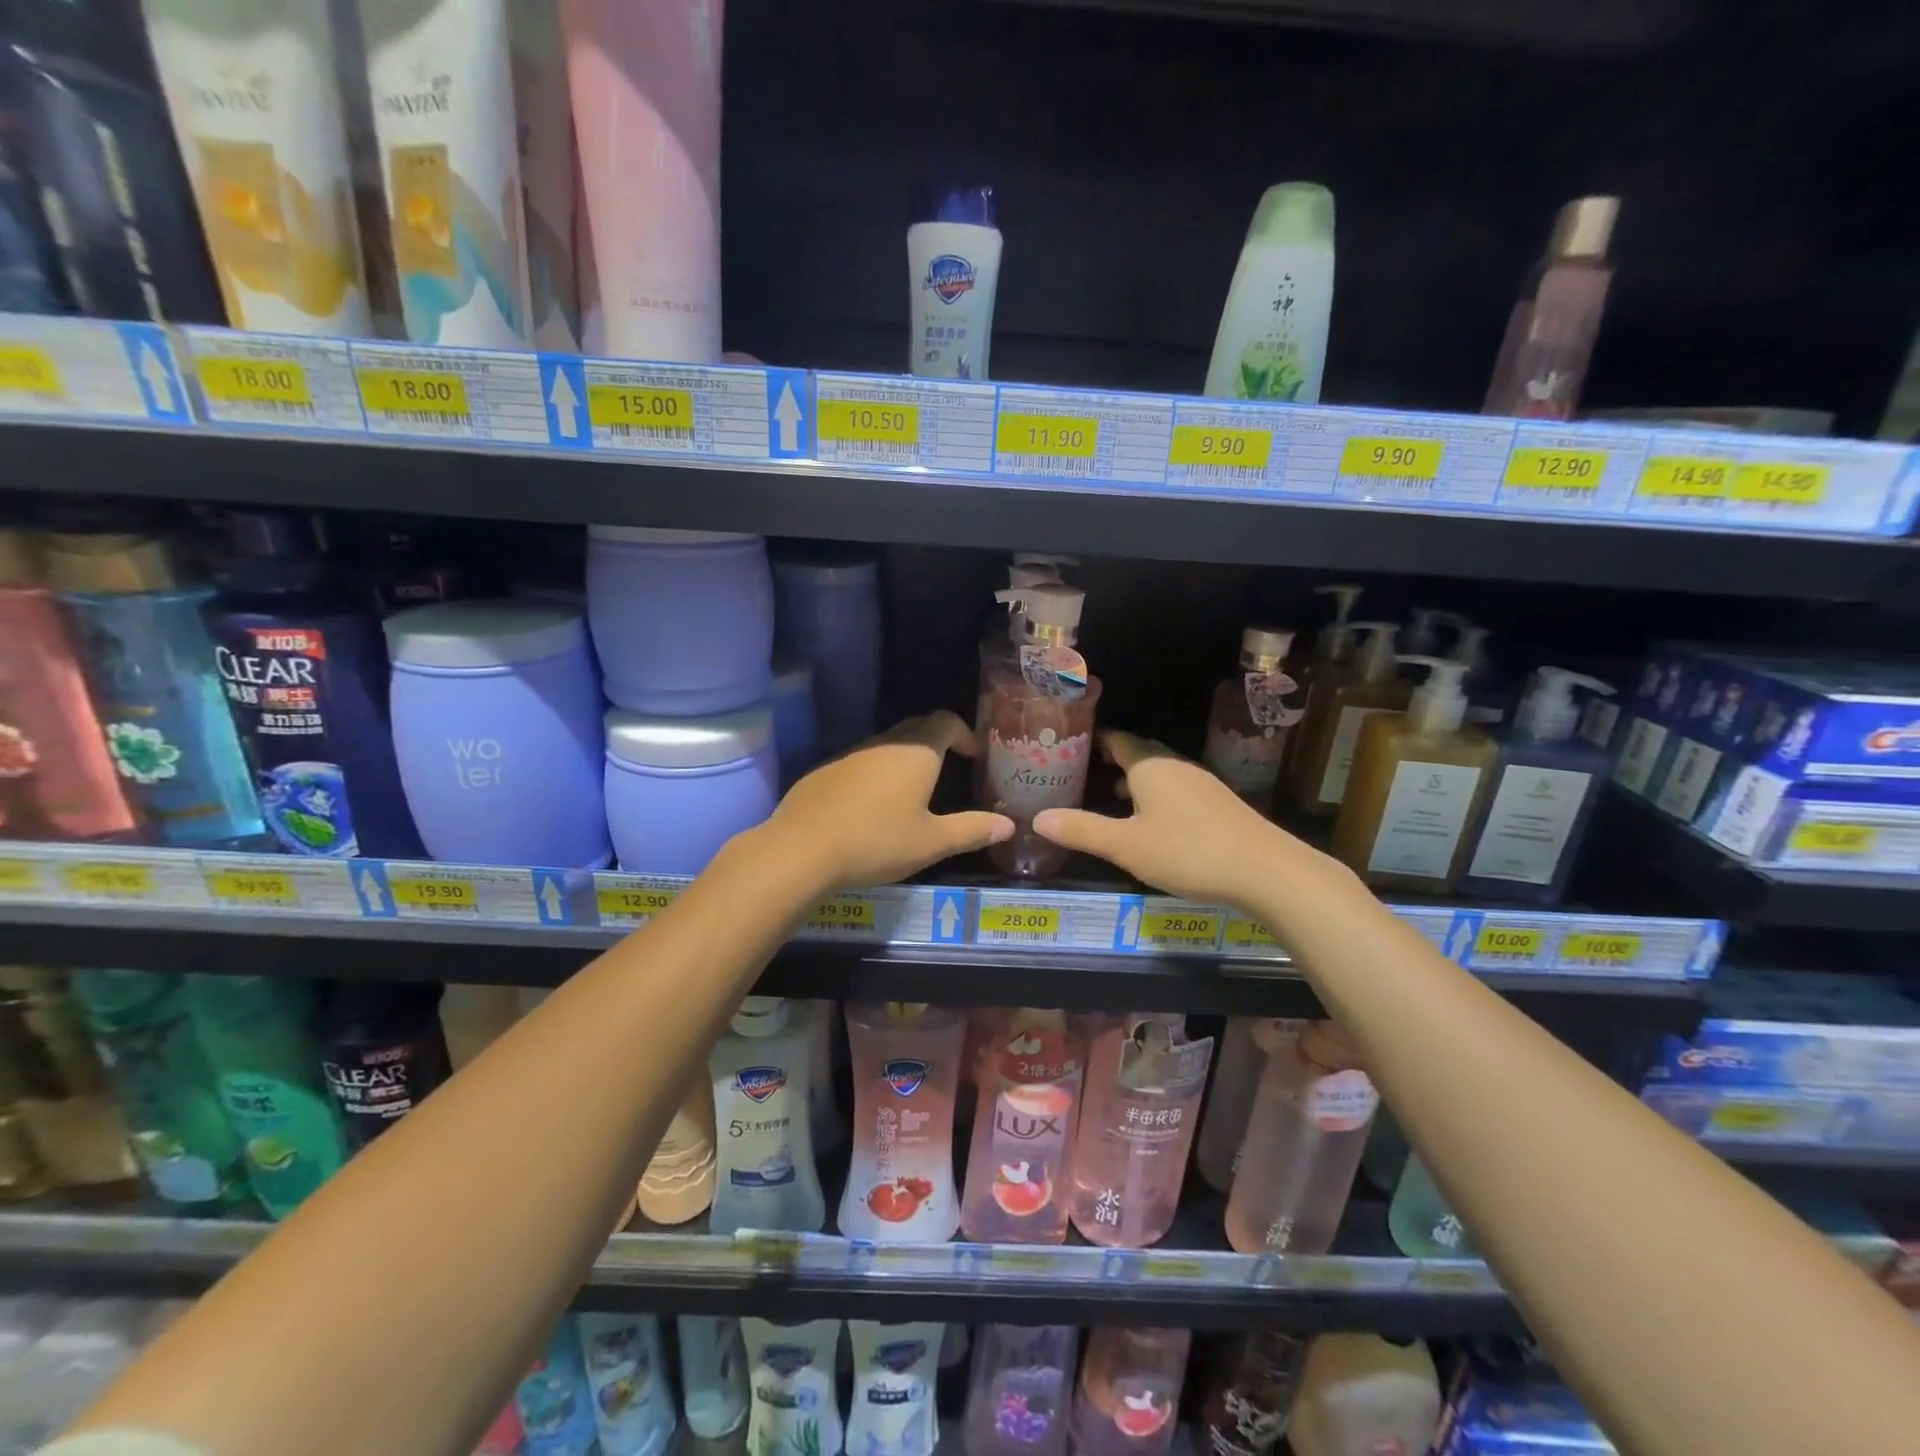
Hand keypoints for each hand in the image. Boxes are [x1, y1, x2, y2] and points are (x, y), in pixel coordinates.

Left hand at [765, 711, 1012, 889]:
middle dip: (938, 743)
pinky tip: (872, 807)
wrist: (801, 849)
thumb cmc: (877, 841)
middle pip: (917, 728)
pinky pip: (861, 762)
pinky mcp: (824, 771)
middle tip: (952, 769)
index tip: (975, 755)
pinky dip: (876, 774)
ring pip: (887, 745)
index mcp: (916, 752)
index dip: (965, 733)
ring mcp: (850, 754)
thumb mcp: (932, 842)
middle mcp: (884, 743)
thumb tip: (1008, 825)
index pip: (946, 721)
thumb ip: (972, 830)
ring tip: (915, 791)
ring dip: (906, 758)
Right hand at [1033, 730, 1304, 905]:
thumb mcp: (1125, 846)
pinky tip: (1153, 820)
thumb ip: (1082, 830)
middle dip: (1112, 760)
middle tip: (1083, 770)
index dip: (1094, 740)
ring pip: (1160, 773)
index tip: (1071, 744)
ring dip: (1135, 780)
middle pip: (1139, 754)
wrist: (1265, 870)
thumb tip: (1037, 819)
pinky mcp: (1219, 804)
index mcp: (1150, 766)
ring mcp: (1202, 783)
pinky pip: (1177, 789)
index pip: (1117, 740)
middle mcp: (1175, 766)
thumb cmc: (1187, 851)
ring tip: (1111, 795)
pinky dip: (1156, 795)